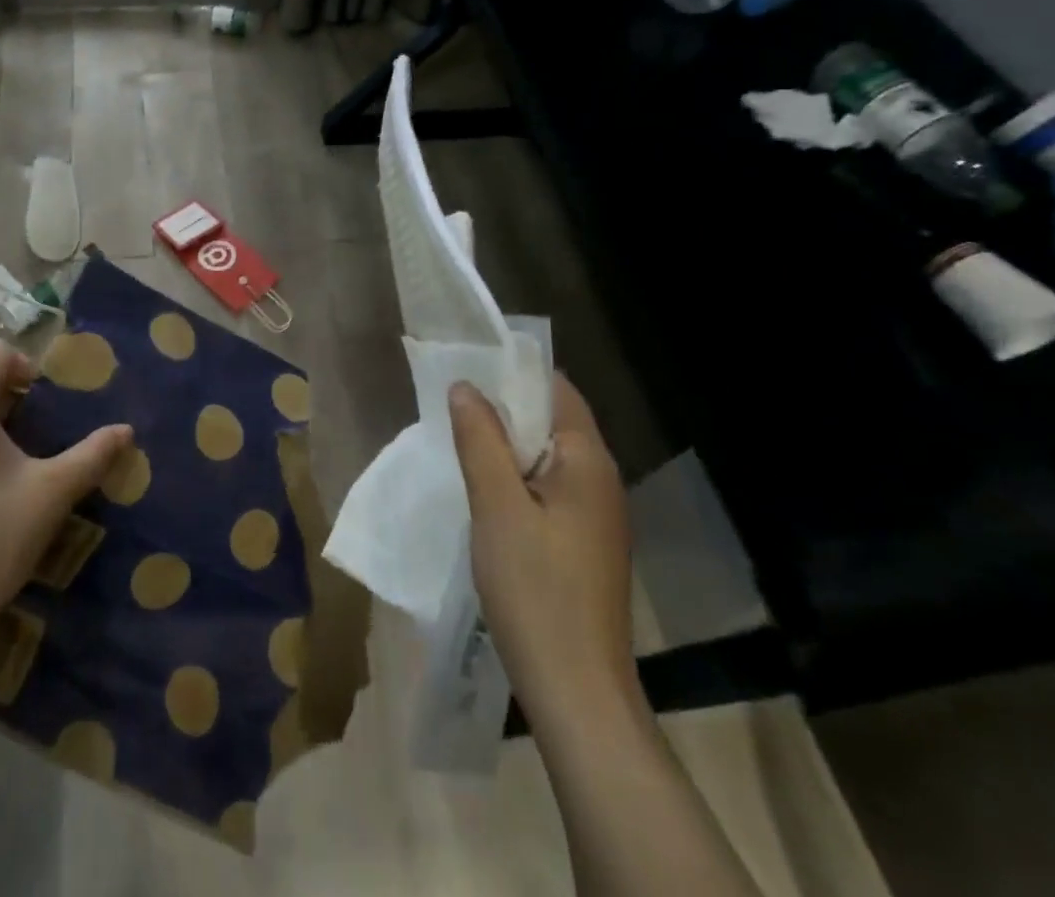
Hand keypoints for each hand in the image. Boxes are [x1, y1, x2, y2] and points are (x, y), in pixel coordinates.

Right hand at [449, 374, 635, 727]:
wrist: (577, 691)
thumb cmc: (536, 589)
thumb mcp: (497, 506)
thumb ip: (480, 439)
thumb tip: (465, 385)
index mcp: (589, 462)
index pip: (557, 390)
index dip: (514, 372)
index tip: (469, 364)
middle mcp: (601, 480)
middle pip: (552, 421)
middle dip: (504, 407)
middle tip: (453, 402)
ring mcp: (596, 516)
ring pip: (546, 458)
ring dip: (507, 444)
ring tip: (460, 438)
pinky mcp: (583, 544)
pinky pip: (548, 489)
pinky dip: (516, 477)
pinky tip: (484, 490)